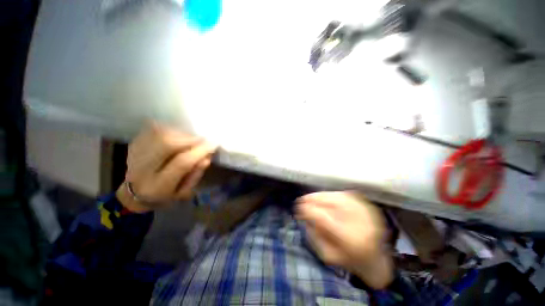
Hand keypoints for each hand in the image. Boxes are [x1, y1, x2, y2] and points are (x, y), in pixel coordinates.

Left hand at [116, 122, 216, 212]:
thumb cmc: (165, 195)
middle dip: (189, 139)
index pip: (182, 163)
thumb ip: (196, 174)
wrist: (135, 193)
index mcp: (158, 186)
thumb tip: (206, 157)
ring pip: (160, 133)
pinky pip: (153, 129)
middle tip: (202, 139)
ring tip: (190, 139)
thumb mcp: (185, 191)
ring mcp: (134, 154)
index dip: (199, 151)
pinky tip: (177, 136)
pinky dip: (170, 130)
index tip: (213, 144)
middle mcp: (141, 169)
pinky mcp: (133, 144)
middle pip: (167, 143)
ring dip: (181, 134)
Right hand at [296, 191, 392, 288]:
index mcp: (351, 239)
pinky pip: (341, 194)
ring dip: (319, 196)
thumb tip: (304, 215)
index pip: (323, 217)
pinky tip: (323, 199)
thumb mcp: (328, 254)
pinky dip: (329, 195)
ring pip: (334, 195)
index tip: (298, 208)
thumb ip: (314, 235)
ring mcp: (364, 209)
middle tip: (302, 201)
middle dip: (312, 199)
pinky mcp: (365, 203)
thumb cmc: (349, 260)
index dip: (308, 210)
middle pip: (329, 202)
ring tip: (310, 198)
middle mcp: (360, 220)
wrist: (376, 258)